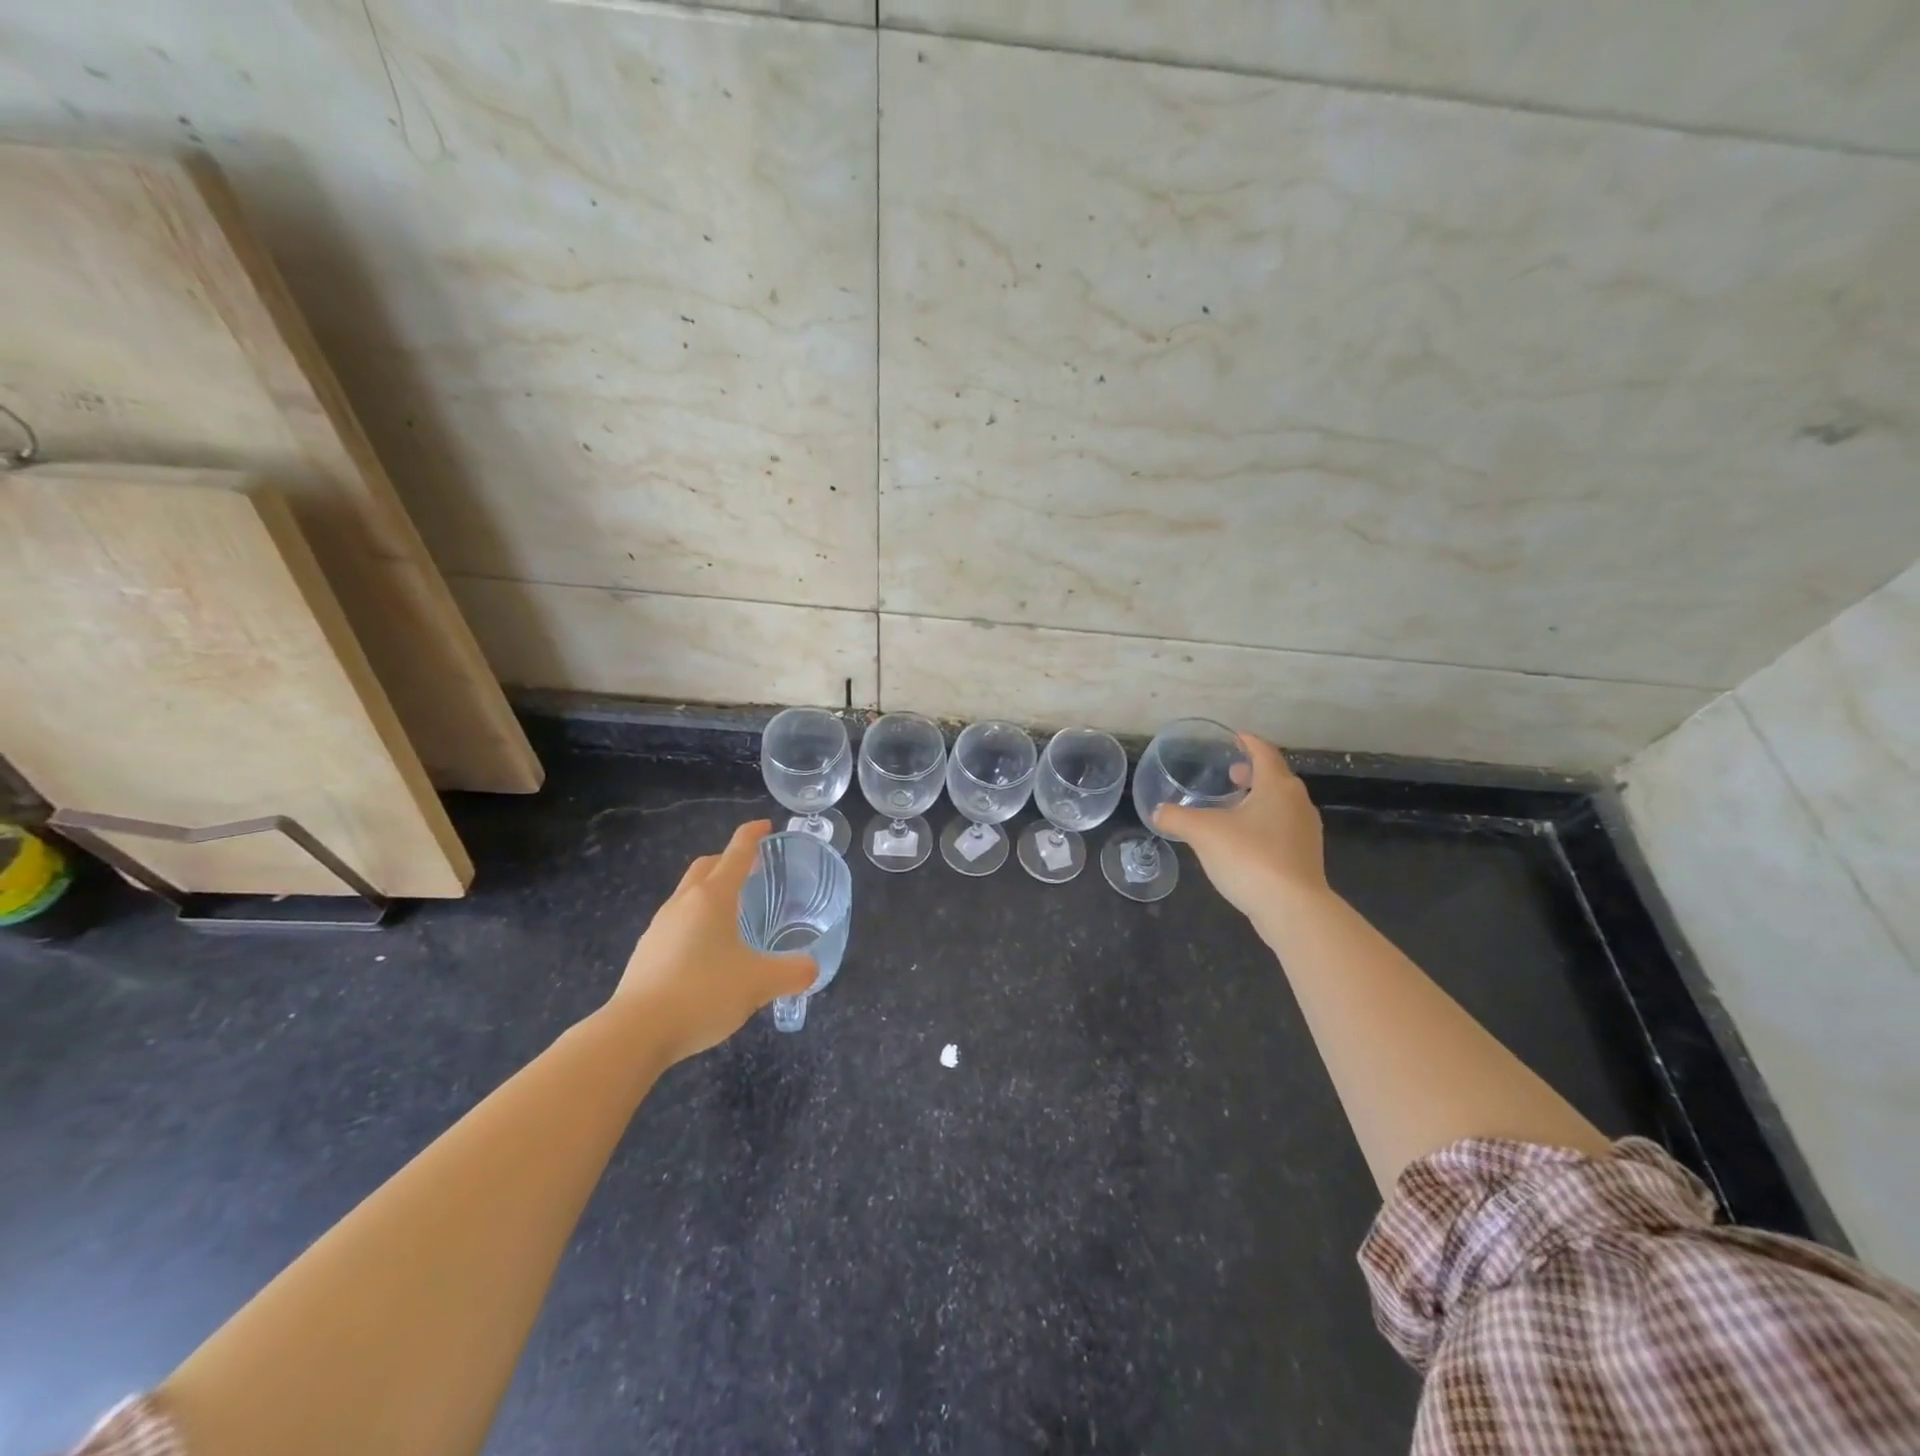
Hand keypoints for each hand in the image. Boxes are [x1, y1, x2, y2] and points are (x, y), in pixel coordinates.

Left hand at [610, 821, 815, 1064]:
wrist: (635, 1032)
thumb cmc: (702, 993)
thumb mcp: (759, 983)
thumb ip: (791, 973)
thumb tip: (812, 968)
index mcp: (712, 898)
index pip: (736, 854)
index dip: (752, 836)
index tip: (765, 825)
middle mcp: (683, 904)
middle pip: (706, 867)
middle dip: (728, 860)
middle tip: (751, 867)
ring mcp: (659, 927)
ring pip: (688, 894)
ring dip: (710, 891)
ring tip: (732, 911)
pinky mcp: (646, 952)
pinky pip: (676, 922)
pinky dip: (696, 920)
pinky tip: (707, 950)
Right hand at [1154, 734, 1328, 920]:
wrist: (1292, 908)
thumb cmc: (1249, 857)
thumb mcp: (1203, 833)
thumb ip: (1177, 818)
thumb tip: (1158, 812)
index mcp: (1277, 786)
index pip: (1263, 752)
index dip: (1246, 742)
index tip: (1231, 738)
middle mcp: (1298, 802)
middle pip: (1275, 777)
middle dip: (1251, 773)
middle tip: (1228, 774)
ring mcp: (1306, 831)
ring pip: (1280, 804)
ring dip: (1258, 799)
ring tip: (1232, 807)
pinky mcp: (1306, 856)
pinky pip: (1282, 828)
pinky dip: (1264, 823)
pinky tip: (1243, 840)